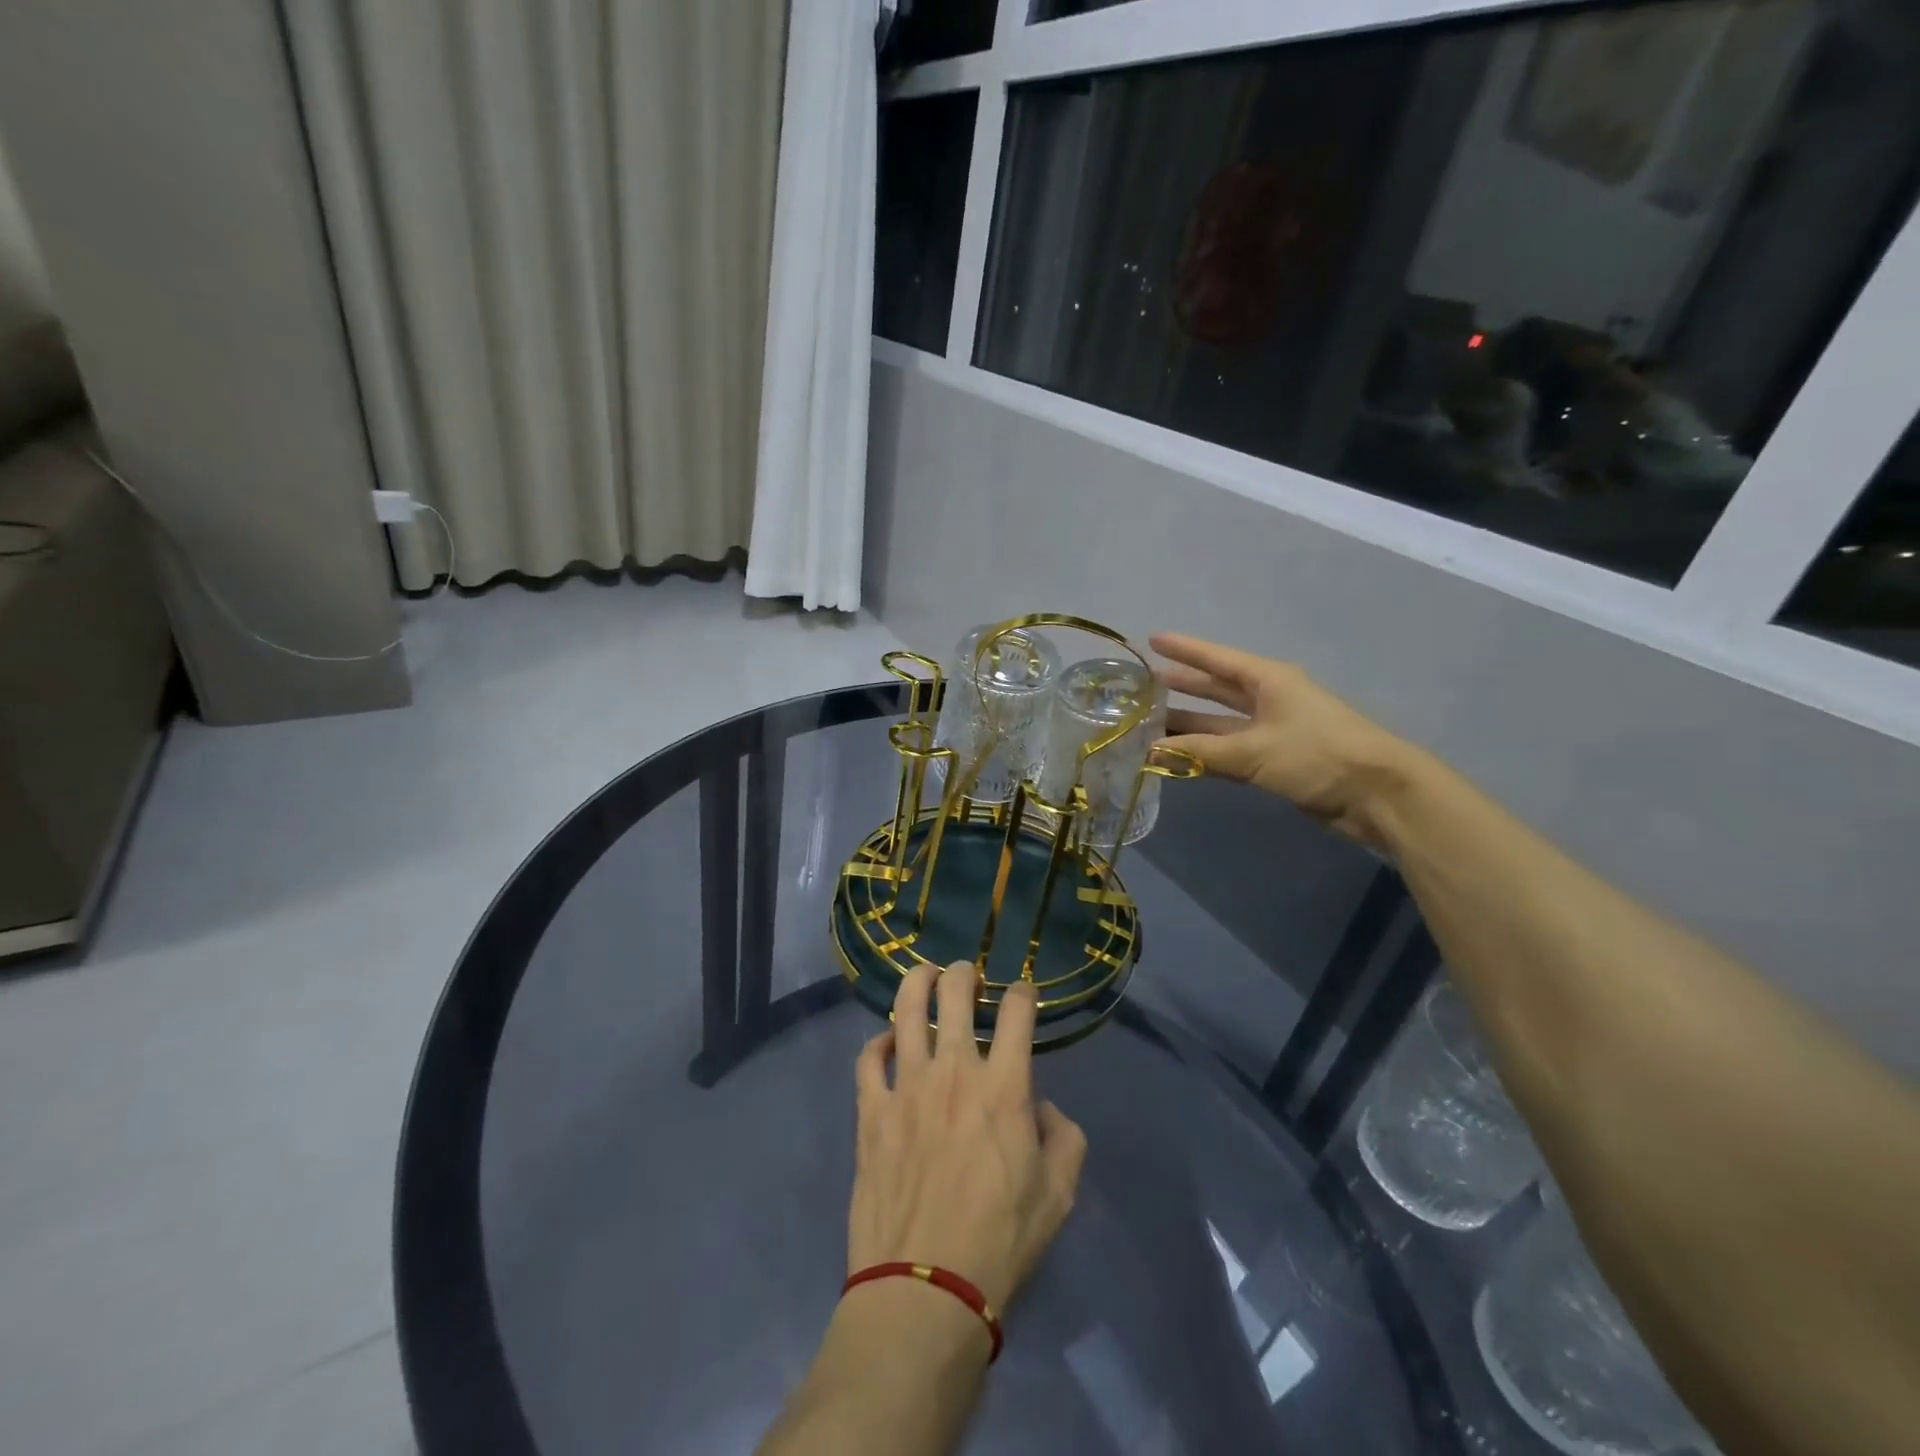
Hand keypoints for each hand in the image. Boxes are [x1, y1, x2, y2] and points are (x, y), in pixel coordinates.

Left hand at [848, 962, 1086, 1315]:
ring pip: (906, 1010)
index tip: (1023, 993)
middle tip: (967, 976)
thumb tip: (1043, 1109)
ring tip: (925, 975)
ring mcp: (906, 1087)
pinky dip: (878, 1042)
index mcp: (1004, 1087)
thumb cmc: (1000, 1242)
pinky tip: (886, 1042)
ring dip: (917, 982)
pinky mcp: (871, 1111)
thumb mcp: (1059, 1195)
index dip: (1023, 992)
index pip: (1017, 1013)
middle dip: (964, 974)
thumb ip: (1064, 1138)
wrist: (924, 1288)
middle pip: (955, 994)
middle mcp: (953, 1071)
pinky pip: (868, 1059)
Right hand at [1152, 632, 1415, 849]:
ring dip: (1189, 724)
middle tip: (1145, 685)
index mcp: (1268, 680)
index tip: (1152, 640)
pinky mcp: (1277, 760)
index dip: (1184, 649)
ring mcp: (1273, 730)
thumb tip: (1151, 749)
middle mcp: (1269, 699)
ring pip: (1220, 723)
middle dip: (1184, 685)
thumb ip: (1200, 751)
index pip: (1216, 659)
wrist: (1377, 794)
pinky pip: (1230, 749)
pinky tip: (1178, 755)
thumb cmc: (1316, 755)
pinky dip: (1205, 752)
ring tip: (1150, 723)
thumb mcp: (1253, 750)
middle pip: (1217, 688)